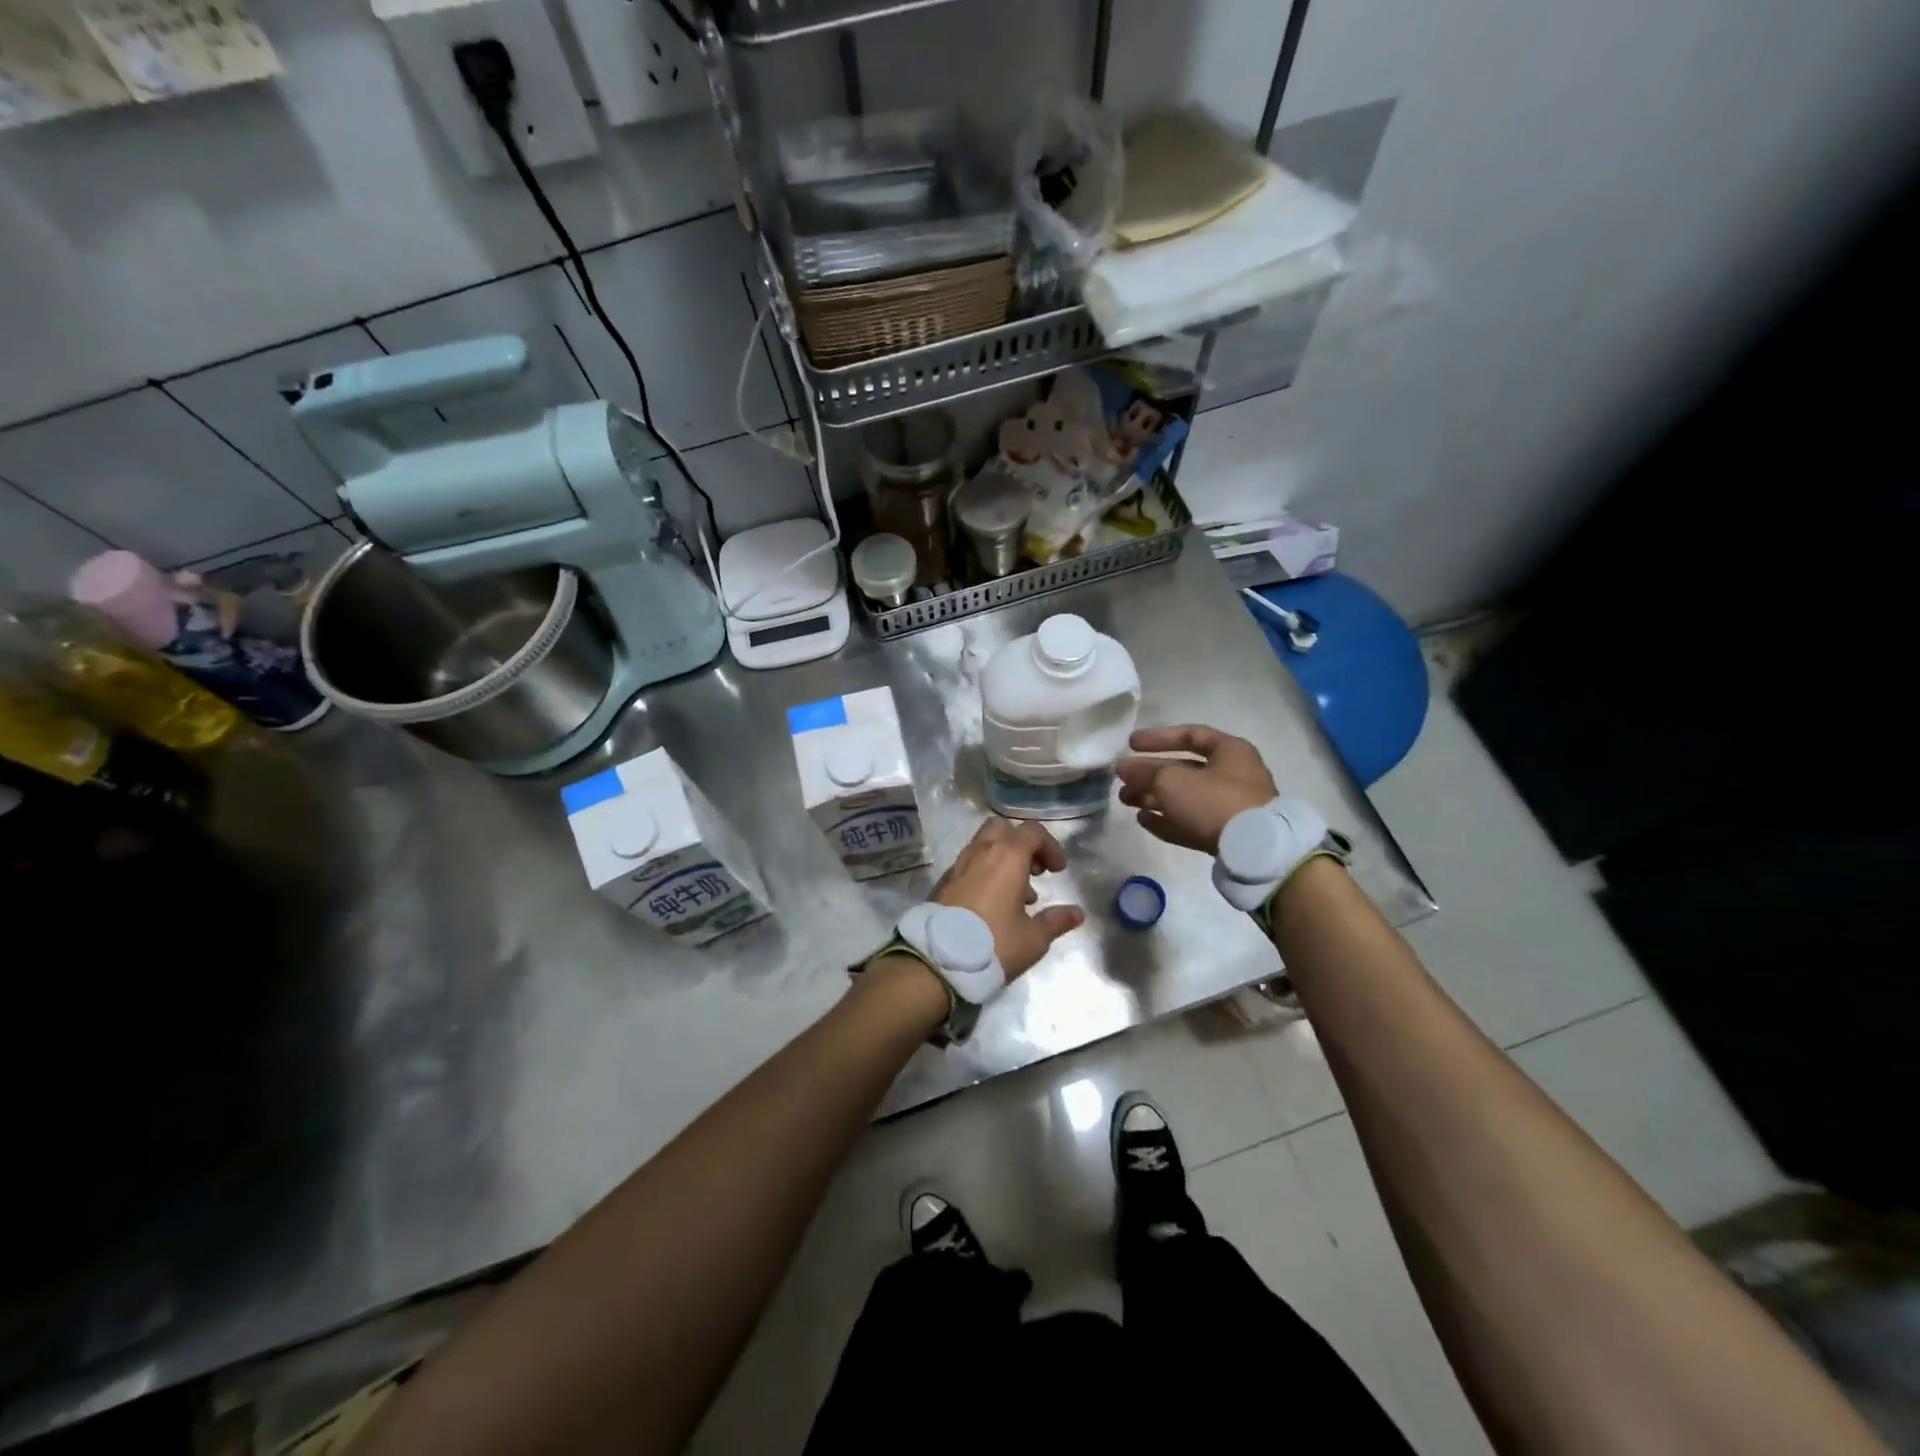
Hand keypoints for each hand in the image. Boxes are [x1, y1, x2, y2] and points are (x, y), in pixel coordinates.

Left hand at [930, 818, 1084, 978]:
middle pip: (1003, 830)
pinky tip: (991, 905)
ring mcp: (958, 865)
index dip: (1050, 847)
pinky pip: (969, 864)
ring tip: (1017, 896)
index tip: (1058, 871)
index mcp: (1007, 857)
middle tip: (1034, 872)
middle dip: (1022, 845)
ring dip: (1003, 860)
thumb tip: (1077, 913)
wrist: (937, 961)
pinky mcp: (943, 881)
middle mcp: (981, 852)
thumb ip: (1056, 921)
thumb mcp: (1033, 938)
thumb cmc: (994, 944)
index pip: (1033, 832)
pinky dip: (984, 873)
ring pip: (984, 846)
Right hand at [1117, 724, 1278, 854]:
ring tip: (1126, 800)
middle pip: (1184, 769)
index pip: (1190, 735)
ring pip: (1184, 797)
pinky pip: (1190, 821)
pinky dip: (1167, 819)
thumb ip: (1145, 773)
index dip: (1158, 738)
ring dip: (1153, 797)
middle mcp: (1233, 775)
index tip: (1131, 745)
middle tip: (1122, 778)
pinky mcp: (1225, 834)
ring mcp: (1230, 807)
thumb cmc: (1213, 800)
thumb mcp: (1172, 780)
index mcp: (1230, 751)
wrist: (1253, 850)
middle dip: (1150, 773)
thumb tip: (1126, 769)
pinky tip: (1143, 819)